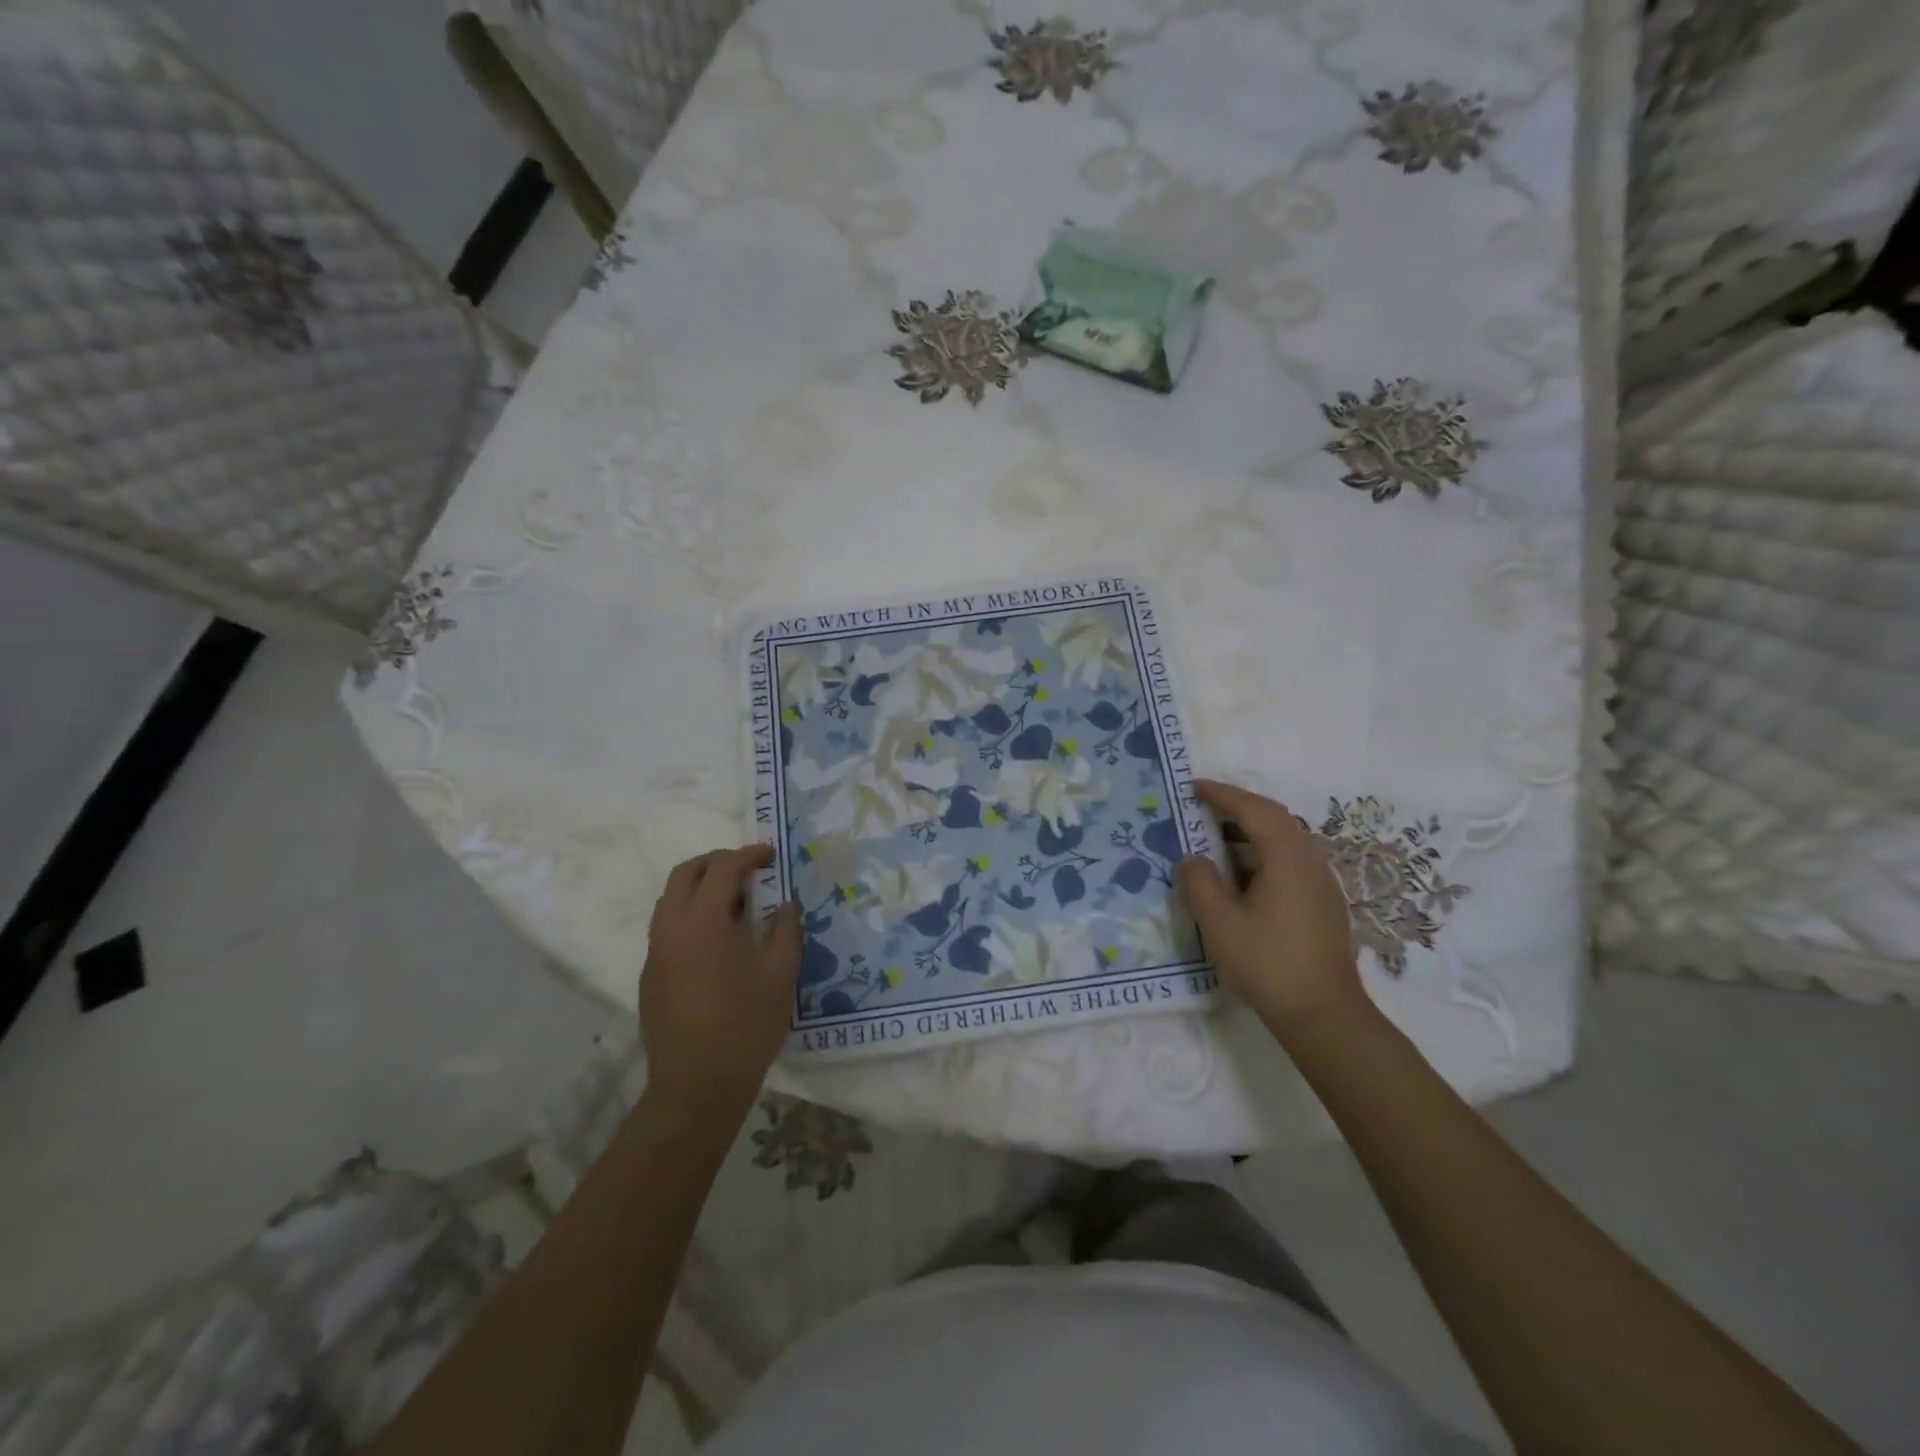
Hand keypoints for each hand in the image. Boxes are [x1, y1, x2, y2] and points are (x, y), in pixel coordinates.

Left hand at [639, 845, 801, 1118]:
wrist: (696, 1086)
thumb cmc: (746, 1024)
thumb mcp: (780, 974)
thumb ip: (786, 930)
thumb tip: (785, 904)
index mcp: (703, 920)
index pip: (723, 868)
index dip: (749, 855)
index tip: (771, 855)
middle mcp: (671, 927)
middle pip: (685, 874)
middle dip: (717, 862)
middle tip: (748, 869)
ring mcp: (656, 953)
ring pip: (671, 900)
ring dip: (701, 888)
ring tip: (736, 903)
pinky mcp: (651, 976)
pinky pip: (668, 928)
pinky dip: (691, 916)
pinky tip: (719, 941)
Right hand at [1175, 779, 1370, 1038]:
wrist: (1324, 1014)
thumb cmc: (1267, 963)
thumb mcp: (1219, 922)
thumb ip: (1199, 882)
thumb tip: (1193, 859)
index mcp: (1286, 857)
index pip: (1253, 809)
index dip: (1222, 794)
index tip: (1193, 787)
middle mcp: (1310, 860)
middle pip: (1274, 819)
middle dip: (1237, 808)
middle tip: (1202, 808)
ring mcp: (1321, 882)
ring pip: (1284, 840)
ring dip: (1249, 832)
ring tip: (1215, 840)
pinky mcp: (1323, 903)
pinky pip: (1290, 861)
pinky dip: (1261, 854)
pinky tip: (1241, 877)